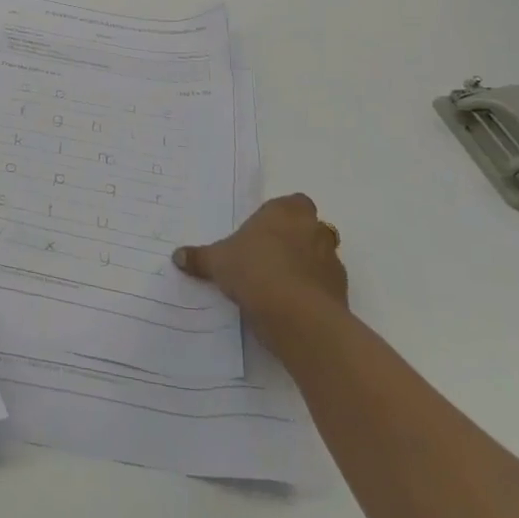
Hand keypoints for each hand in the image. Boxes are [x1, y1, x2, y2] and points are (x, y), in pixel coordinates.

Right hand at [173, 193, 346, 321]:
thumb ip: (199, 258)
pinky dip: (313, 292)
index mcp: (286, 211)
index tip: (263, 232)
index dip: (280, 216)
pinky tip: (292, 306)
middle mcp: (313, 229)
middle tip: (269, 257)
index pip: (293, 202)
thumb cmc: (254, 270)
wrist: (296, 315)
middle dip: (295, 240)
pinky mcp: (341, 291)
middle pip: (310, 227)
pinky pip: (326, 286)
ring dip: (306, 267)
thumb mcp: (217, 262)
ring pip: (321, 257)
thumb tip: (177, 256)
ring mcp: (331, 260)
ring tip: (279, 285)